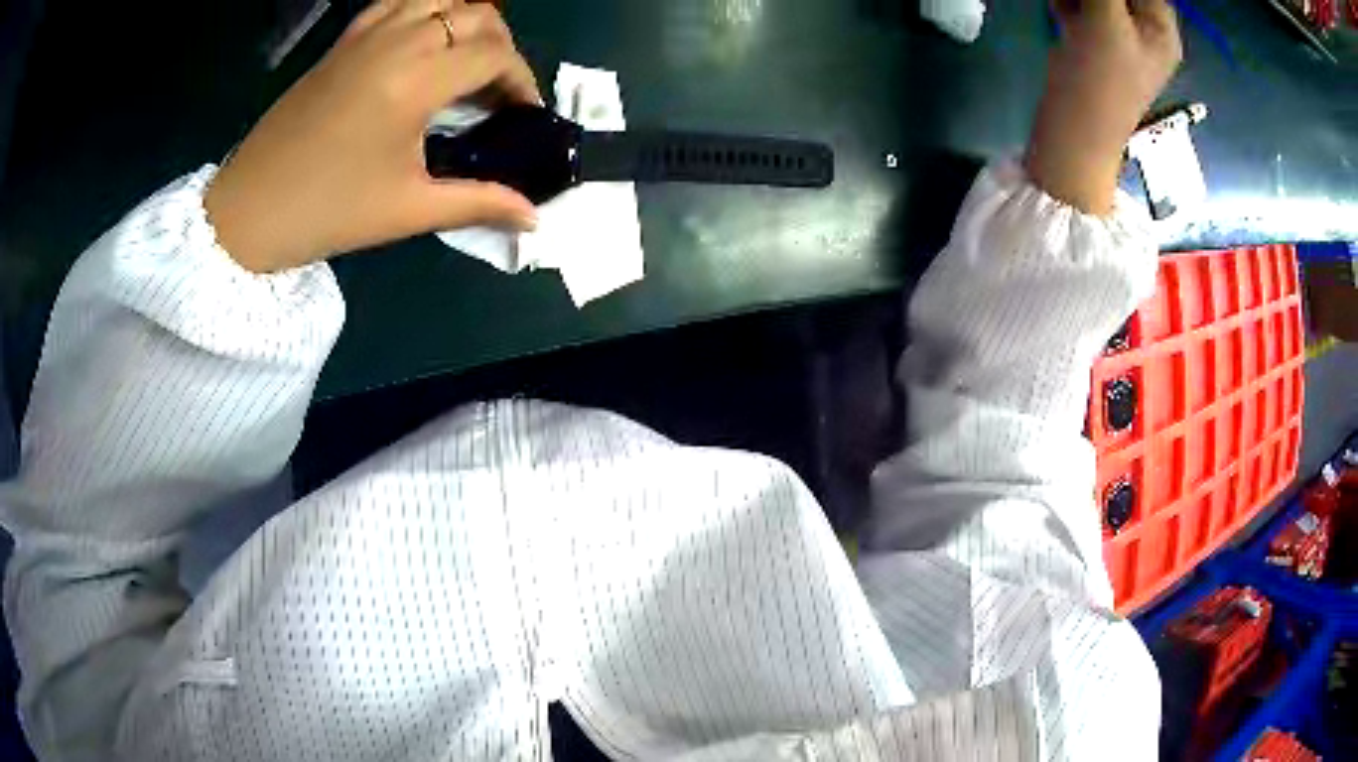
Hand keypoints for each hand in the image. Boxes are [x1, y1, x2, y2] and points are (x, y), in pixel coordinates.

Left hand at [205, 0, 540, 272]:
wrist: (247, 213)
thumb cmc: (327, 213)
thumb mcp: (407, 210)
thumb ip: (479, 203)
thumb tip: (534, 217)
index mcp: (415, 80)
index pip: (494, 56)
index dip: (522, 82)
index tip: (524, 116)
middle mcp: (397, 41)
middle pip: (476, 15)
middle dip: (501, 48)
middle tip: (497, 92)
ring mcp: (366, 34)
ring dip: (466, 21)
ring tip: (465, 59)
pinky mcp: (343, 41)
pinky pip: (398, 2)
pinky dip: (425, 10)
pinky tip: (424, 40)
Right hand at [1025, 0, 1182, 214]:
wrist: (1074, 128)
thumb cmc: (1102, 77)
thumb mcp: (1106, 19)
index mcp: (1161, 31)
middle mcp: (1144, 31)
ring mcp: (1117, 35)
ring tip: (1068, 2)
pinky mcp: (1091, 39)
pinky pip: (1081, 4)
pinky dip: (1068, 0)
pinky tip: (1059, 6)